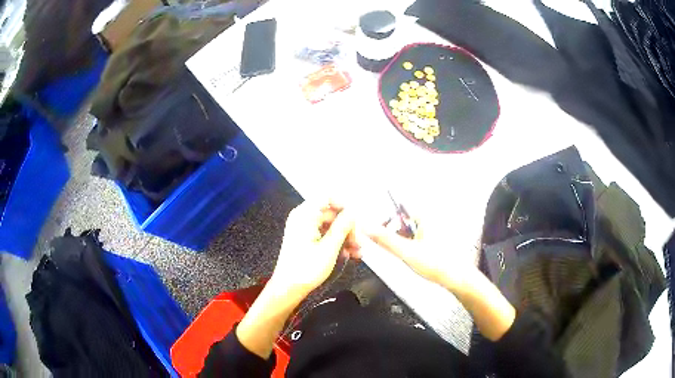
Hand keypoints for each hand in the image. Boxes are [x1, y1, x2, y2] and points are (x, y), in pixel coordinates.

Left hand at [268, 200, 359, 301]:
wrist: (288, 288)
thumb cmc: (306, 269)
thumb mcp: (329, 248)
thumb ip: (343, 227)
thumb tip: (354, 211)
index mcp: (305, 215)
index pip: (327, 197)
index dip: (344, 205)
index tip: (357, 219)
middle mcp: (304, 217)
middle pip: (332, 213)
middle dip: (348, 227)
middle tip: (359, 243)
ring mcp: (305, 229)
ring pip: (331, 226)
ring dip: (345, 237)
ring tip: (357, 252)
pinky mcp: (307, 239)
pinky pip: (325, 235)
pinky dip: (337, 243)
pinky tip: (348, 255)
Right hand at [364, 219, 515, 340]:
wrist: (458, 279)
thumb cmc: (437, 264)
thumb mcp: (406, 252)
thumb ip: (384, 239)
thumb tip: (366, 226)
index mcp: (424, 217)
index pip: (397, 209)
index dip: (385, 221)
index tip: (377, 232)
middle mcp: (429, 220)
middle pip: (402, 221)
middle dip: (392, 232)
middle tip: (390, 247)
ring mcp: (433, 231)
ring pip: (408, 232)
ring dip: (400, 241)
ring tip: (404, 255)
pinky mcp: (434, 242)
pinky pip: (415, 240)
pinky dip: (409, 246)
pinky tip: (413, 258)